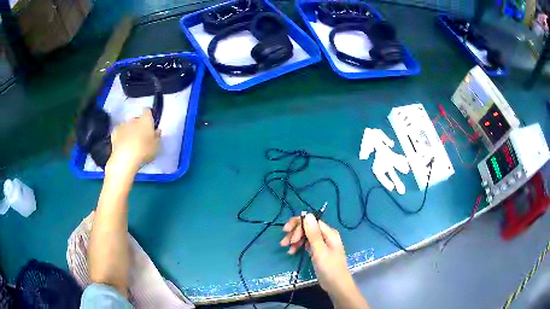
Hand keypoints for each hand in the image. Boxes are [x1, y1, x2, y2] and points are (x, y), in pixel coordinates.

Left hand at [107, 109, 160, 174]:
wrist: (124, 159)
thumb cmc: (144, 151)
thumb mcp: (156, 147)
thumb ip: (157, 137)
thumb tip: (157, 131)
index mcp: (146, 120)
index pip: (148, 111)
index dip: (149, 117)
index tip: (150, 125)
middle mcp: (134, 119)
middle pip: (137, 119)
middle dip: (139, 126)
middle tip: (141, 138)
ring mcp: (123, 125)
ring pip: (128, 125)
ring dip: (129, 131)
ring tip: (131, 143)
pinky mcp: (114, 133)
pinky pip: (119, 132)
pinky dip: (121, 136)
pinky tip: (123, 144)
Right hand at [280, 214, 352, 293]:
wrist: (336, 284)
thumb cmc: (329, 267)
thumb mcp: (319, 250)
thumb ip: (313, 233)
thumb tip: (307, 214)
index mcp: (329, 233)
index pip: (311, 221)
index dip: (298, 225)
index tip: (287, 233)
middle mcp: (326, 235)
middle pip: (308, 228)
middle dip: (295, 233)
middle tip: (284, 242)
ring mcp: (322, 244)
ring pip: (306, 236)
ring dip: (295, 240)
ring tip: (286, 248)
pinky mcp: (319, 251)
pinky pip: (307, 244)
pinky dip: (299, 246)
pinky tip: (292, 252)